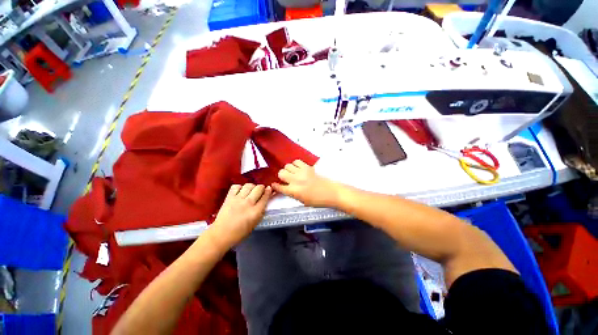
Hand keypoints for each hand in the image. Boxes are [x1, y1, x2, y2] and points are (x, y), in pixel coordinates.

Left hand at [210, 184, 271, 247]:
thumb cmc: (240, 232)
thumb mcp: (255, 223)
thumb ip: (260, 212)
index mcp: (256, 212)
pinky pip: (236, 186)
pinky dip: (240, 187)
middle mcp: (248, 203)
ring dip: (252, 186)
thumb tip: (264, 202)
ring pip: (249, 185)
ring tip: (251, 190)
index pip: (265, 197)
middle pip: (258, 188)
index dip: (268, 191)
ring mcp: (238, 199)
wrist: (221, 234)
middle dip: (261, 187)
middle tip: (261, 190)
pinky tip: (240, 191)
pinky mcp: (229, 197)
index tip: (269, 189)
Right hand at [272, 160, 339, 207]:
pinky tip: (298, 169)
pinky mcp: (308, 167)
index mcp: (294, 191)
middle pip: (281, 173)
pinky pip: (297, 161)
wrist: (331, 192)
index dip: (275, 186)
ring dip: (288, 170)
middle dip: (281, 176)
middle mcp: (295, 180)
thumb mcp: (303, 201)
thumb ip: (292, 194)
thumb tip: (286, 189)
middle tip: (286, 179)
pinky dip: (295, 164)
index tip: (274, 185)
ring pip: (288, 165)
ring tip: (293, 173)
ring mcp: (302, 172)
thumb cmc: (318, 200)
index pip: (279, 187)